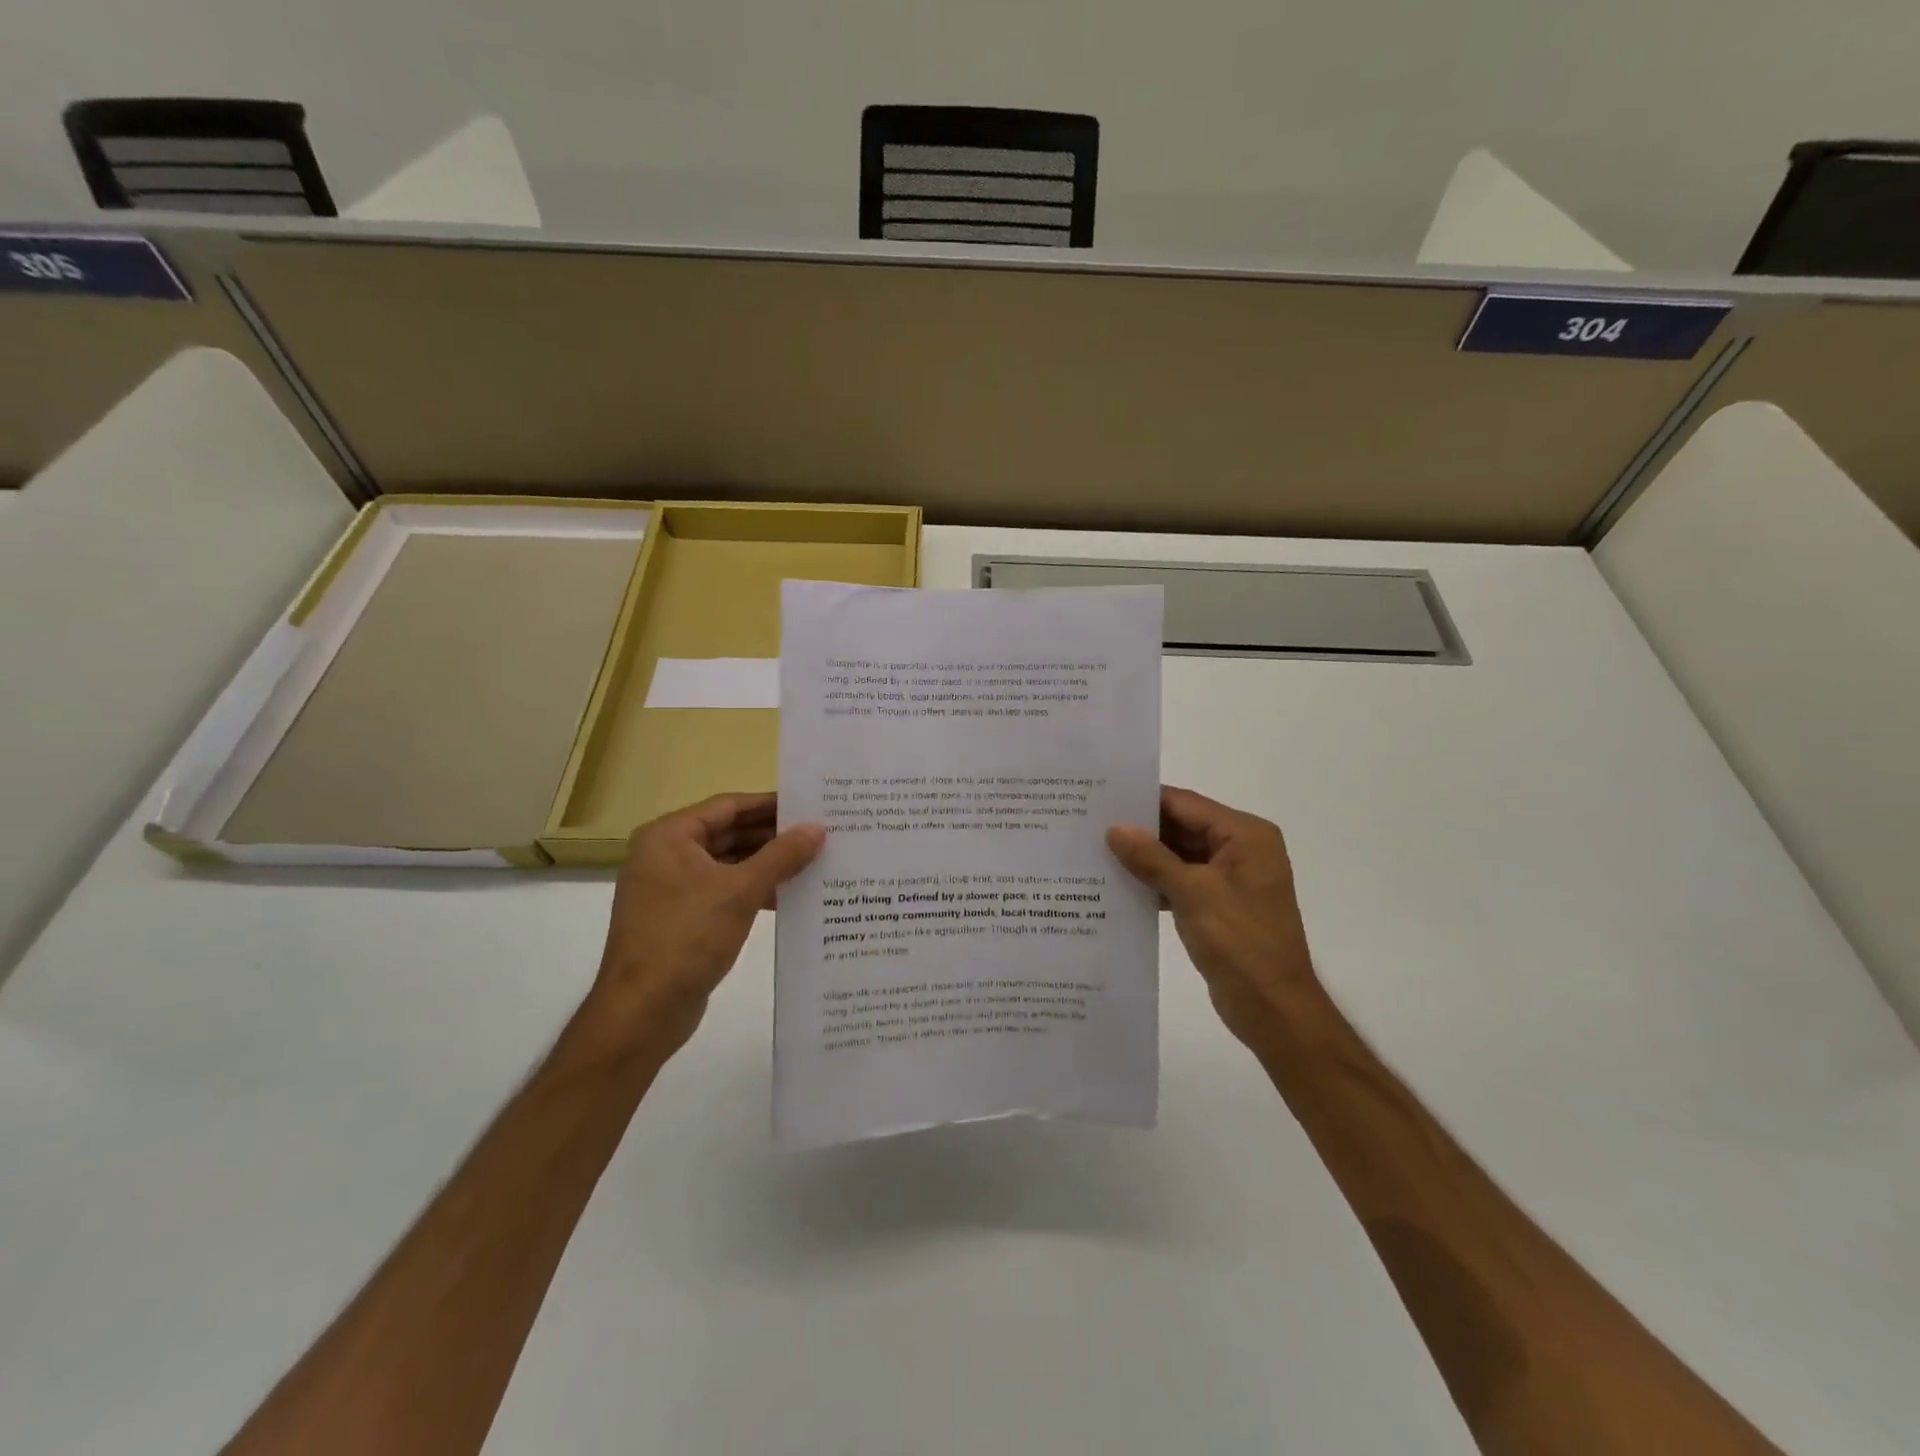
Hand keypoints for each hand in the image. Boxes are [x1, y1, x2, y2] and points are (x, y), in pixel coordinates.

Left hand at [587, 792, 824, 1059]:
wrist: (643, 1011)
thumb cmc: (687, 937)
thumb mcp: (741, 890)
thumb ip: (781, 856)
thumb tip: (817, 828)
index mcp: (669, 836)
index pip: (728, 806)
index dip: (770, 804)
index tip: (809, 805)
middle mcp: (666, 855)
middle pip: (728, 833)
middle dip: (772, 836)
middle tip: (819, 833)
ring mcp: (671, 889)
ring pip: (729, 864)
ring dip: (767, 864)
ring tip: (814, 861)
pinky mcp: (681, 919)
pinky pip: (724, 891)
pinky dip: (753, 890)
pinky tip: (790, 895)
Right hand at [1107, 787, 1326, 1051]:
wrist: (1275, 1010)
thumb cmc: (1241, 942)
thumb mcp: (1192, 894)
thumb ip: (1152, 858)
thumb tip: (1115, 829)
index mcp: (1246, 835)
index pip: (1185, 804)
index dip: (1143, 801)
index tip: (1100, 799)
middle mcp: (1241, 849)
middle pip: (1183, 826)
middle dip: (1141, 829)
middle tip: (1091, 825)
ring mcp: (1231, 879)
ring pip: (1179, 855)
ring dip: (1145, 857)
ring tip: (1096, 851)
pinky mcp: (1220, 905)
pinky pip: (1182, 881)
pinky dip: (1156, 882)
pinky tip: (1119, 885)